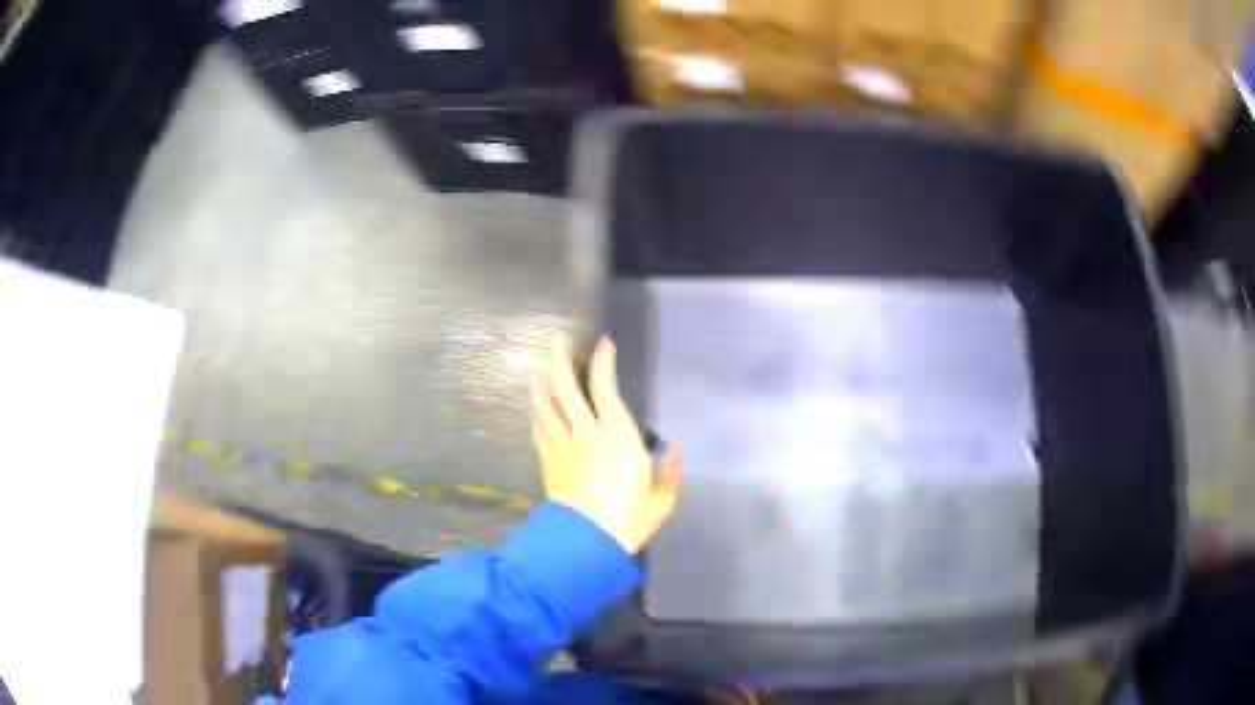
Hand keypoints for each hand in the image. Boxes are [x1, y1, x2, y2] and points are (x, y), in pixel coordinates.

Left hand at [532, 336, 680, 554]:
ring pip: (548, 406)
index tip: (604, 345)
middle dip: (560, 362)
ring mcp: (563, 448)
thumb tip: (674, 450)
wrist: (587, 543)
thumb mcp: (663, 499)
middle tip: (557, 344)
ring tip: (542, 370)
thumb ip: (670, 472)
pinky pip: (540, 431)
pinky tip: (537, 410)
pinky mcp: (549, 464)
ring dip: (544, 384)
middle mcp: (586, 434)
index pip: (605, 389)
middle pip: (567, 389)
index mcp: (618, 436)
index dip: (603, 363)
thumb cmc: (630, 519)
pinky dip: (538, 416)